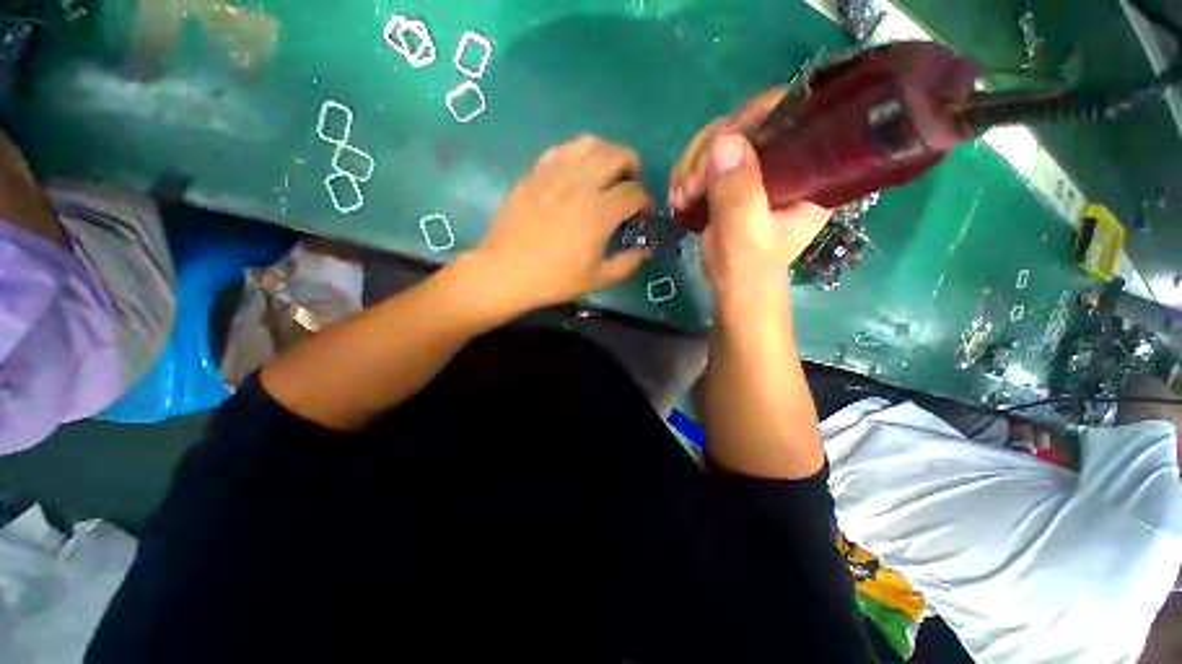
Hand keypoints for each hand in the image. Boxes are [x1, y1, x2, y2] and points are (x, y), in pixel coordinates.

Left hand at [466, 135, 651, 314]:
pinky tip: (578, 171)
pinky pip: (562, 150)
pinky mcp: (535, 173)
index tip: (643, 213)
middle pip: (617, 155)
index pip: (634, 193)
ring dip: (607, 154)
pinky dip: (578, 154)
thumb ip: (627, 263)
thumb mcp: (597, 279)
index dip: (645, 201)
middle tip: (631, 185)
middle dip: (633, 167)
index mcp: (599, 212)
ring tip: (607, 172)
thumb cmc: (554, 279)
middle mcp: (580, 184)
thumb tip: (643, 250)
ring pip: (590, 144)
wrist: (506, 271)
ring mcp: (554, 174)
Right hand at [668, 90, 829, 310]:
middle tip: (688, 189)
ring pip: (720, 140)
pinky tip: (679, 197)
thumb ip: (738, 194)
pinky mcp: (735, 179)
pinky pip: (706, 159)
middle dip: (708, 152)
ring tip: (680, 199)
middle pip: (746, 124)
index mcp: (810, 171)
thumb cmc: (748, 270)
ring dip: (691, 166)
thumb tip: (724, 142)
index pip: (792, 115)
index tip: (718, 145)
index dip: (754, 117)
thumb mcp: (745, 236)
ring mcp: (758, 168)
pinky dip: (687, 174)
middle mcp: (787, 160)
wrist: (734, 289)